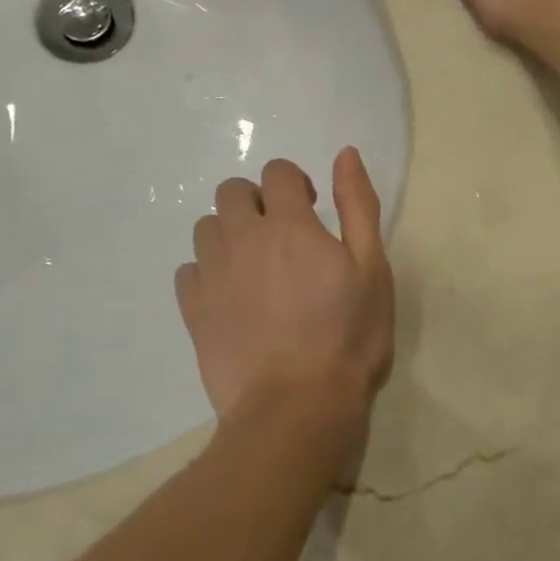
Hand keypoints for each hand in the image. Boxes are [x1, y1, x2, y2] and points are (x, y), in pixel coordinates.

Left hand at [175, 149, 393, 472]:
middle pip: (232, 191)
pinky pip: (187, 270)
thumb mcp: (371, 268)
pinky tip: (230, 295)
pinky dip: (207, 271)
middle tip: (281, 235)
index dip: (294, 182)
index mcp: (290, 225)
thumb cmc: (347, 336)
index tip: (310, 210)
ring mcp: (212, 274)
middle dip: (256, 200)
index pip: (278, 172)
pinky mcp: (193, 310)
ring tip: (254, 266)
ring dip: (230, 233)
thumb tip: (345, 154)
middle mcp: (243, 239)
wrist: (296, 406)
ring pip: (206, 227)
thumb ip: (358, 206)